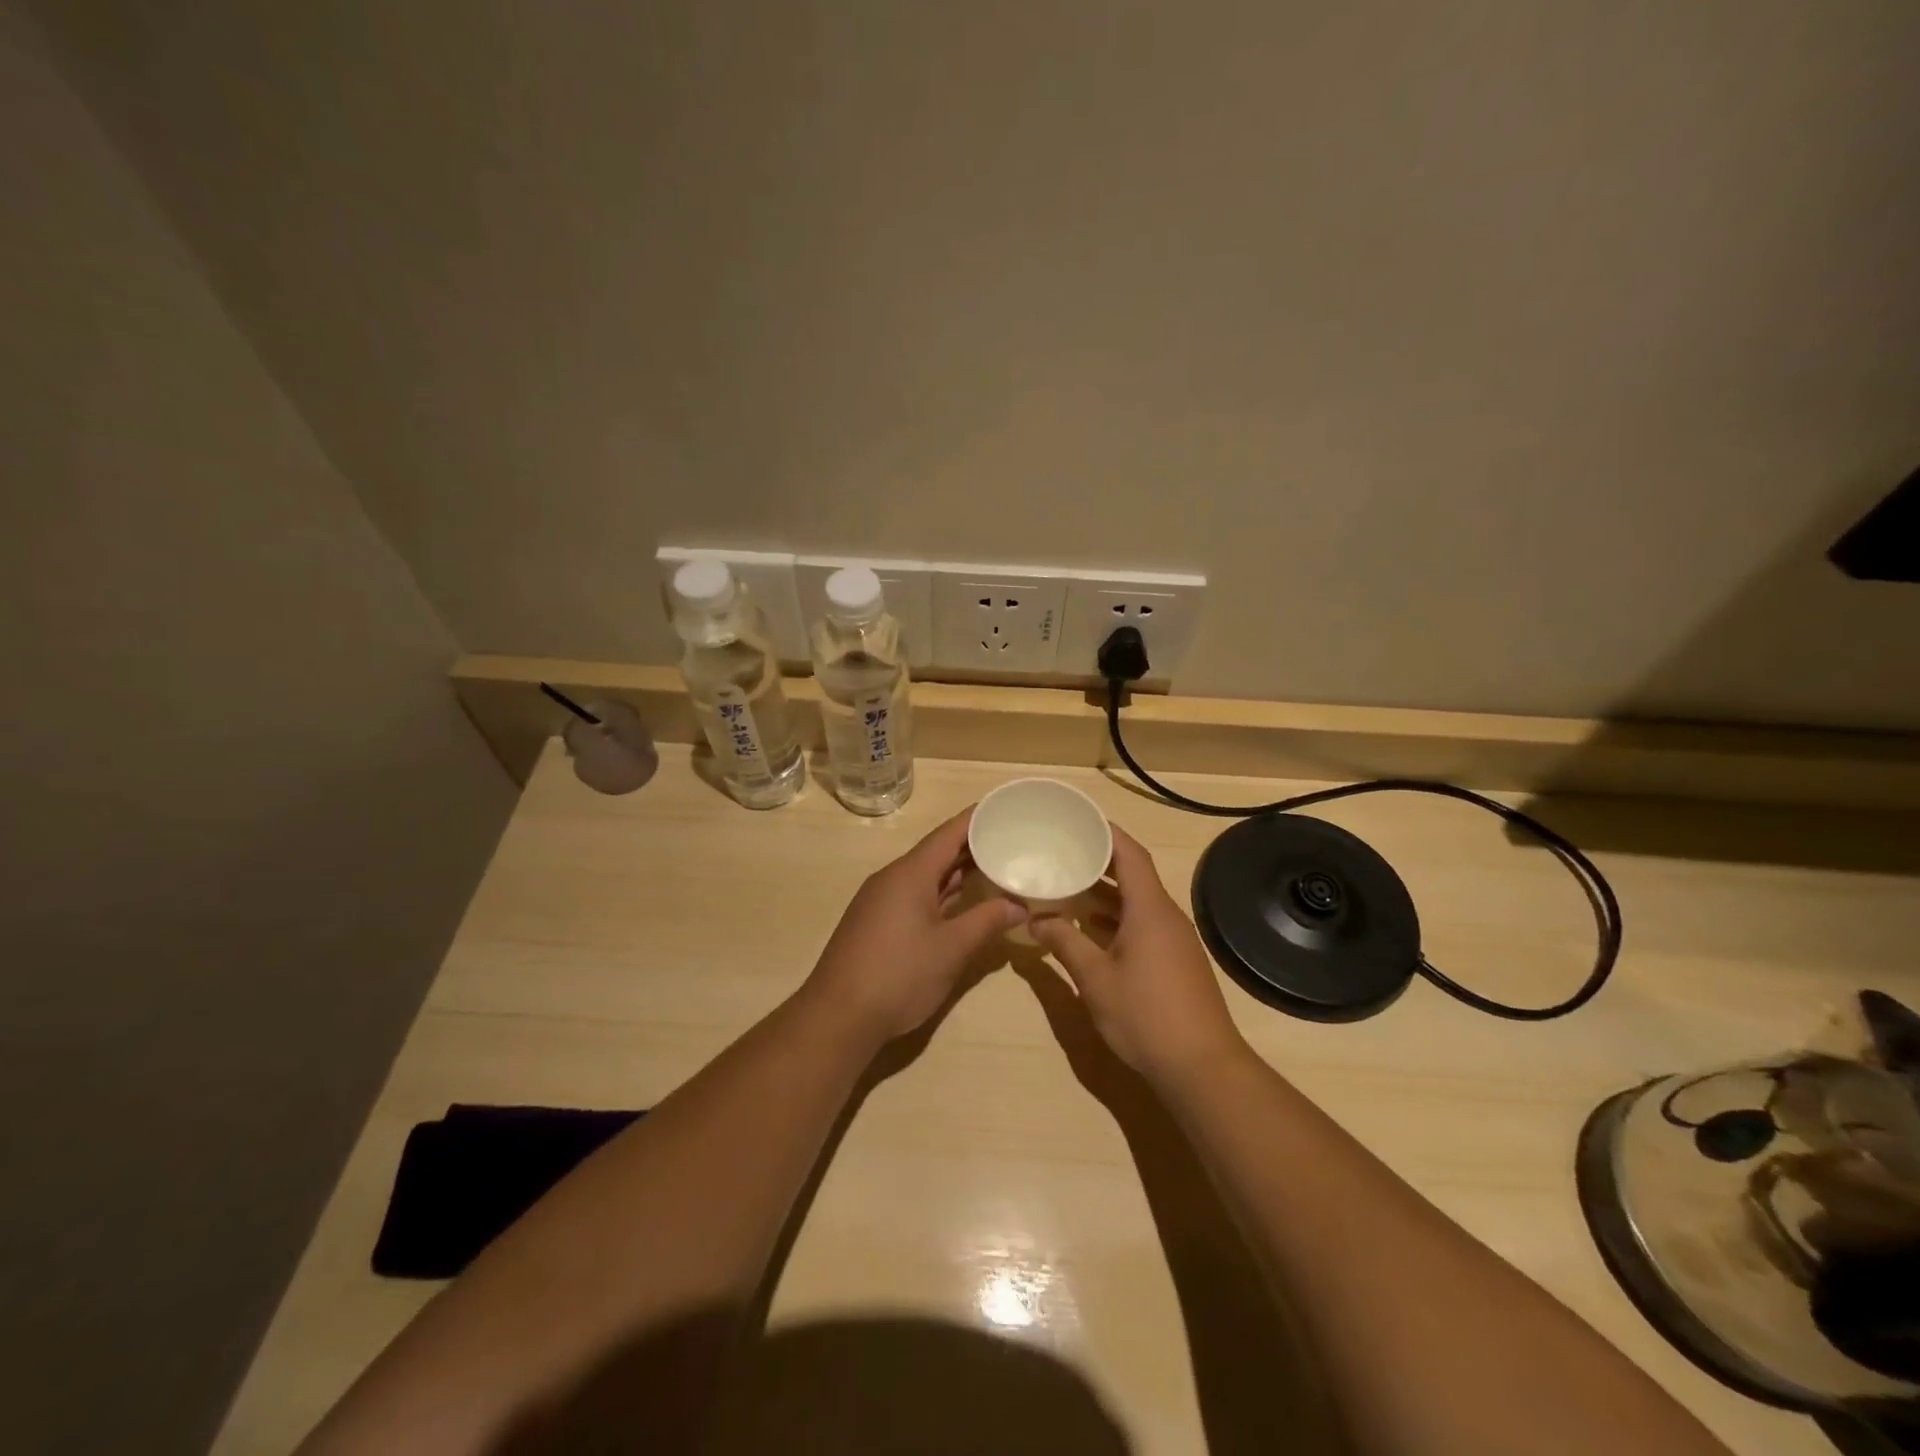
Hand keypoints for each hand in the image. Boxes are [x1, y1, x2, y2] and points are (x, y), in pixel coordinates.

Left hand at [802, 808, 1024, 1044]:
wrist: (838, 1016)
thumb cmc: (898, 975)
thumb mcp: (951, 949)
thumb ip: (987, 921)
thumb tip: (1019, 905)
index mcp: (910, 873)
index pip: (948, 833)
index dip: (977, 818)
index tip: (1005, 807)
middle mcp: (893, 878)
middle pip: (937, 852)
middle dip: (972, 845)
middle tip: (1011, 838)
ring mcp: (882, 901)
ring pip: (926, 875)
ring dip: (958, 871)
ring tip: (995, 865)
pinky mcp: (877, 923)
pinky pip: (916, 895)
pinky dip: (942, 892)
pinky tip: (963, 902)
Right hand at [1030, 826, 1248, 1084]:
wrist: (1202, 1067)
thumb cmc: (1146, 1016)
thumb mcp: (1095, 979)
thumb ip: (1064, 943)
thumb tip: (1036, 918)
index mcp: (1149, 909)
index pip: (1130, 854)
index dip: (1106, 832)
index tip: (1077, 820)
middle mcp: (1166, 916)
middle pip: (1134, 874)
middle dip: (1100, 861)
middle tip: (1063, 851)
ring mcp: (1174, 940)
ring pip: (1138, 902)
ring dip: (1106, 893)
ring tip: (1068, 885)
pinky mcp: (1176, 961)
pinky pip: (1144, 923)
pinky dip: (1117, 918)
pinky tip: (1091, 929)